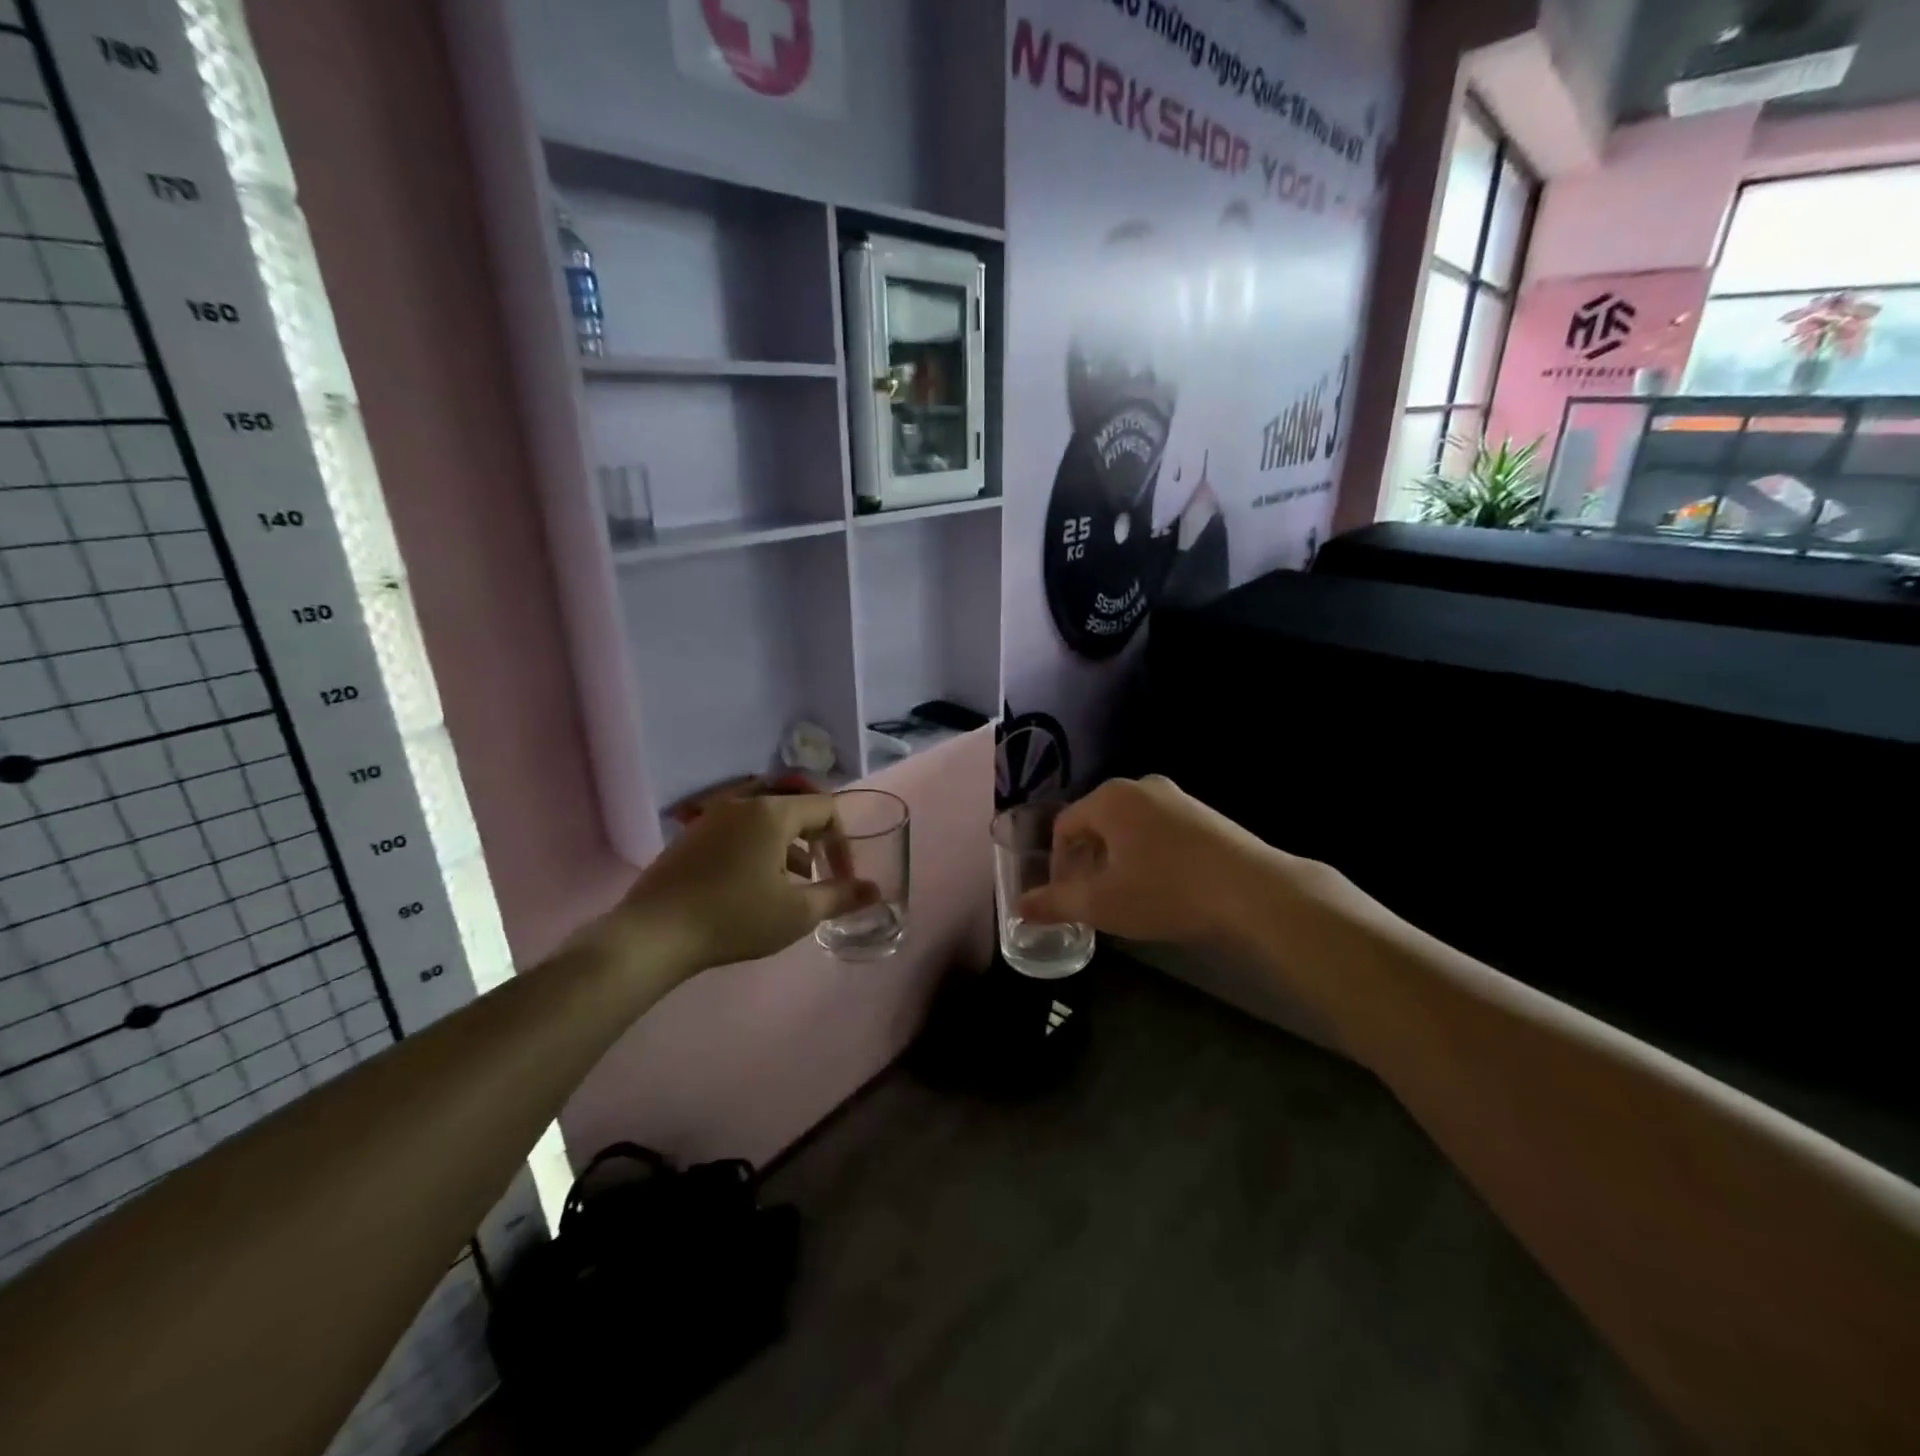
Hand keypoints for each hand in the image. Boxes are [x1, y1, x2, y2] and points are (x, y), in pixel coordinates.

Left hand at [598, 795, 876, 974]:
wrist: (653, 935)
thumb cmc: (734, 918)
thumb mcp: (797, 913)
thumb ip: (841, 896)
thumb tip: (875, 891)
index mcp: (773, 812)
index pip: (826, 808)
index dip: (842, 843)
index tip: (842, 878)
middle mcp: (743, 802)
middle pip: (795, 809)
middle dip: (815, 842)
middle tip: (818, 878)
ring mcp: (712, 816)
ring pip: (765, 819)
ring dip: (787, 846)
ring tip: (789, 886)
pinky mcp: (691, 835)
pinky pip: (738, 829)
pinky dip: (757, 848)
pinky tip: (751, 886)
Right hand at [1016, 775, 1282, 944]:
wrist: (1253, 891)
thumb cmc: (1165, 891)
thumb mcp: (1102, 904)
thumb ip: (1055, 903)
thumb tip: (1018, 909)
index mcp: (1109, 798)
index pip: (1064, 826)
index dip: (1058, 865)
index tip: (1068, 898)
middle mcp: (1140, 786)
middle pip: (1096, 824)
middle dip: (1088, 863)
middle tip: (1095, 900)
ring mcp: (1177, 797)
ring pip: (1129, 828)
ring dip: (1119, 860)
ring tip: (1129, 897)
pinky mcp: (1205, 814)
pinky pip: (1159, 831)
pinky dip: (1149, 855)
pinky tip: (1164, 887)